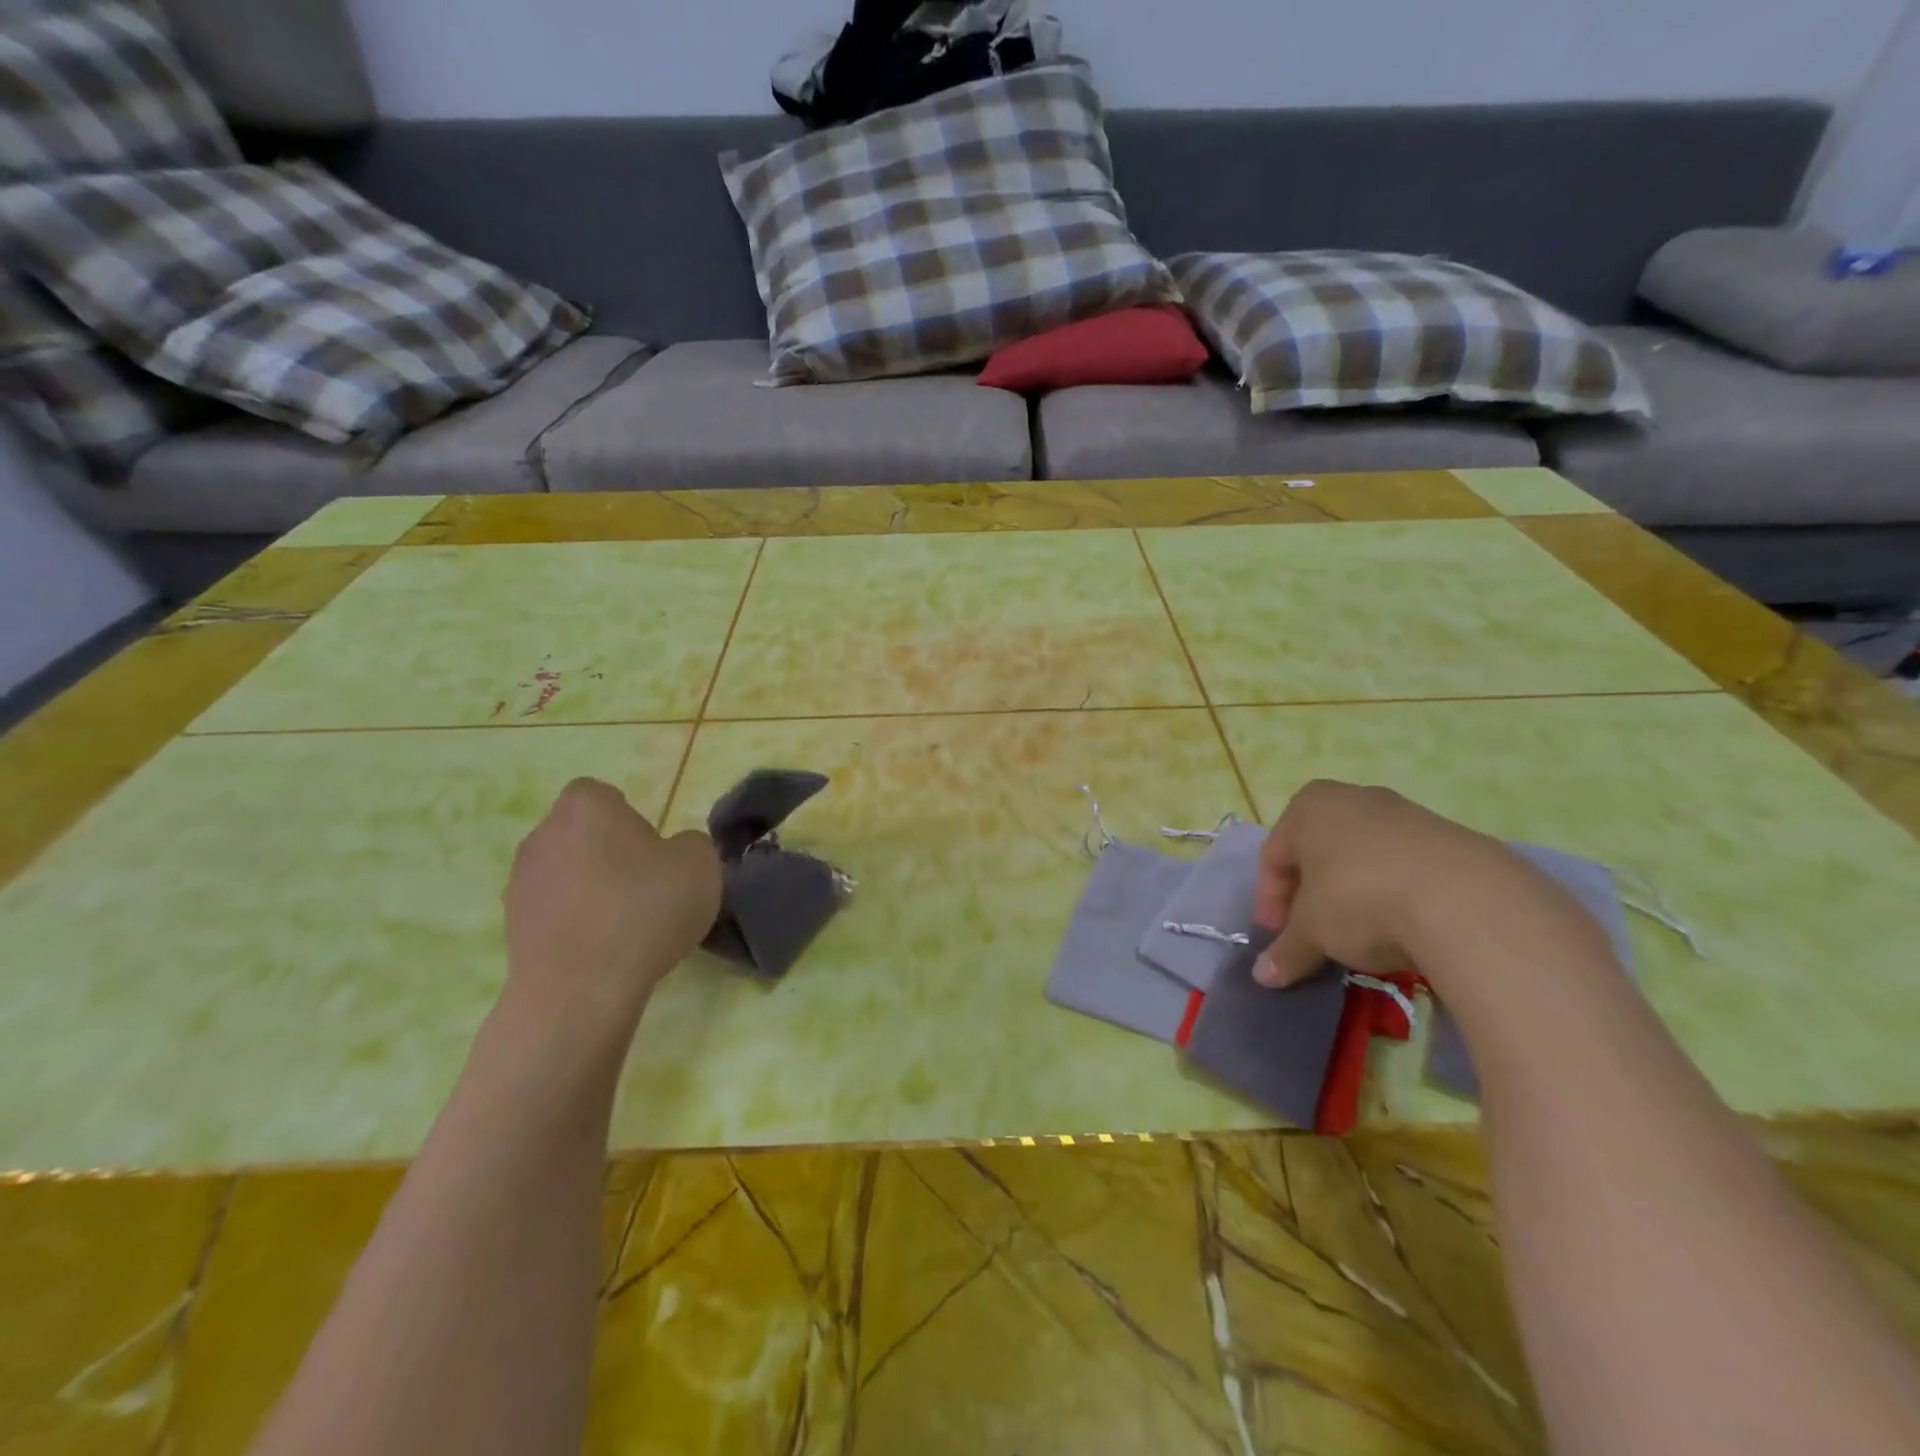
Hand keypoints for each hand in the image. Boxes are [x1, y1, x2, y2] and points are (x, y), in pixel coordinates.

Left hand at [501, 779, 722, 1034]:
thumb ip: (689, 845)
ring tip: (627, 926)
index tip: (655, 851)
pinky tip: (605, 951)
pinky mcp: (512, 929)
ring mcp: (520, 883)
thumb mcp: (700, 864)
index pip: (604, 795)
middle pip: (582, 834)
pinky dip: (576, 925)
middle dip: (610, 854)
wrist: (581, 989)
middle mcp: (543, 835)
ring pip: (566, 874)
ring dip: (591, 890)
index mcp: (585, 806)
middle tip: (647, 886)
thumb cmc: (644, 909)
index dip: (631, 819)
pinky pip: (555, 913)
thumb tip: (672, 852)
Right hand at [1251, 780, 1579, 993]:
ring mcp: (1406, 814)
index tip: (1279, 936)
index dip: (1270, 900)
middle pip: (1319, 853)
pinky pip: (1407, 869)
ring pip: (1364, 859)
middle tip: (1314, 935)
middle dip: (1312, 896)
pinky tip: (1405, 929)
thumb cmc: (1359, 899)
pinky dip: (1396, 895)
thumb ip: (1286, 951)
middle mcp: (1354, 797)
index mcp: (1309, 806)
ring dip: (1354, 896)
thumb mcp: (1312, 932)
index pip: (1274, 855)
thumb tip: (1265, 976)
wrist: (1465, 900)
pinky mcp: (1453, 837)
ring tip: (1363, 937)